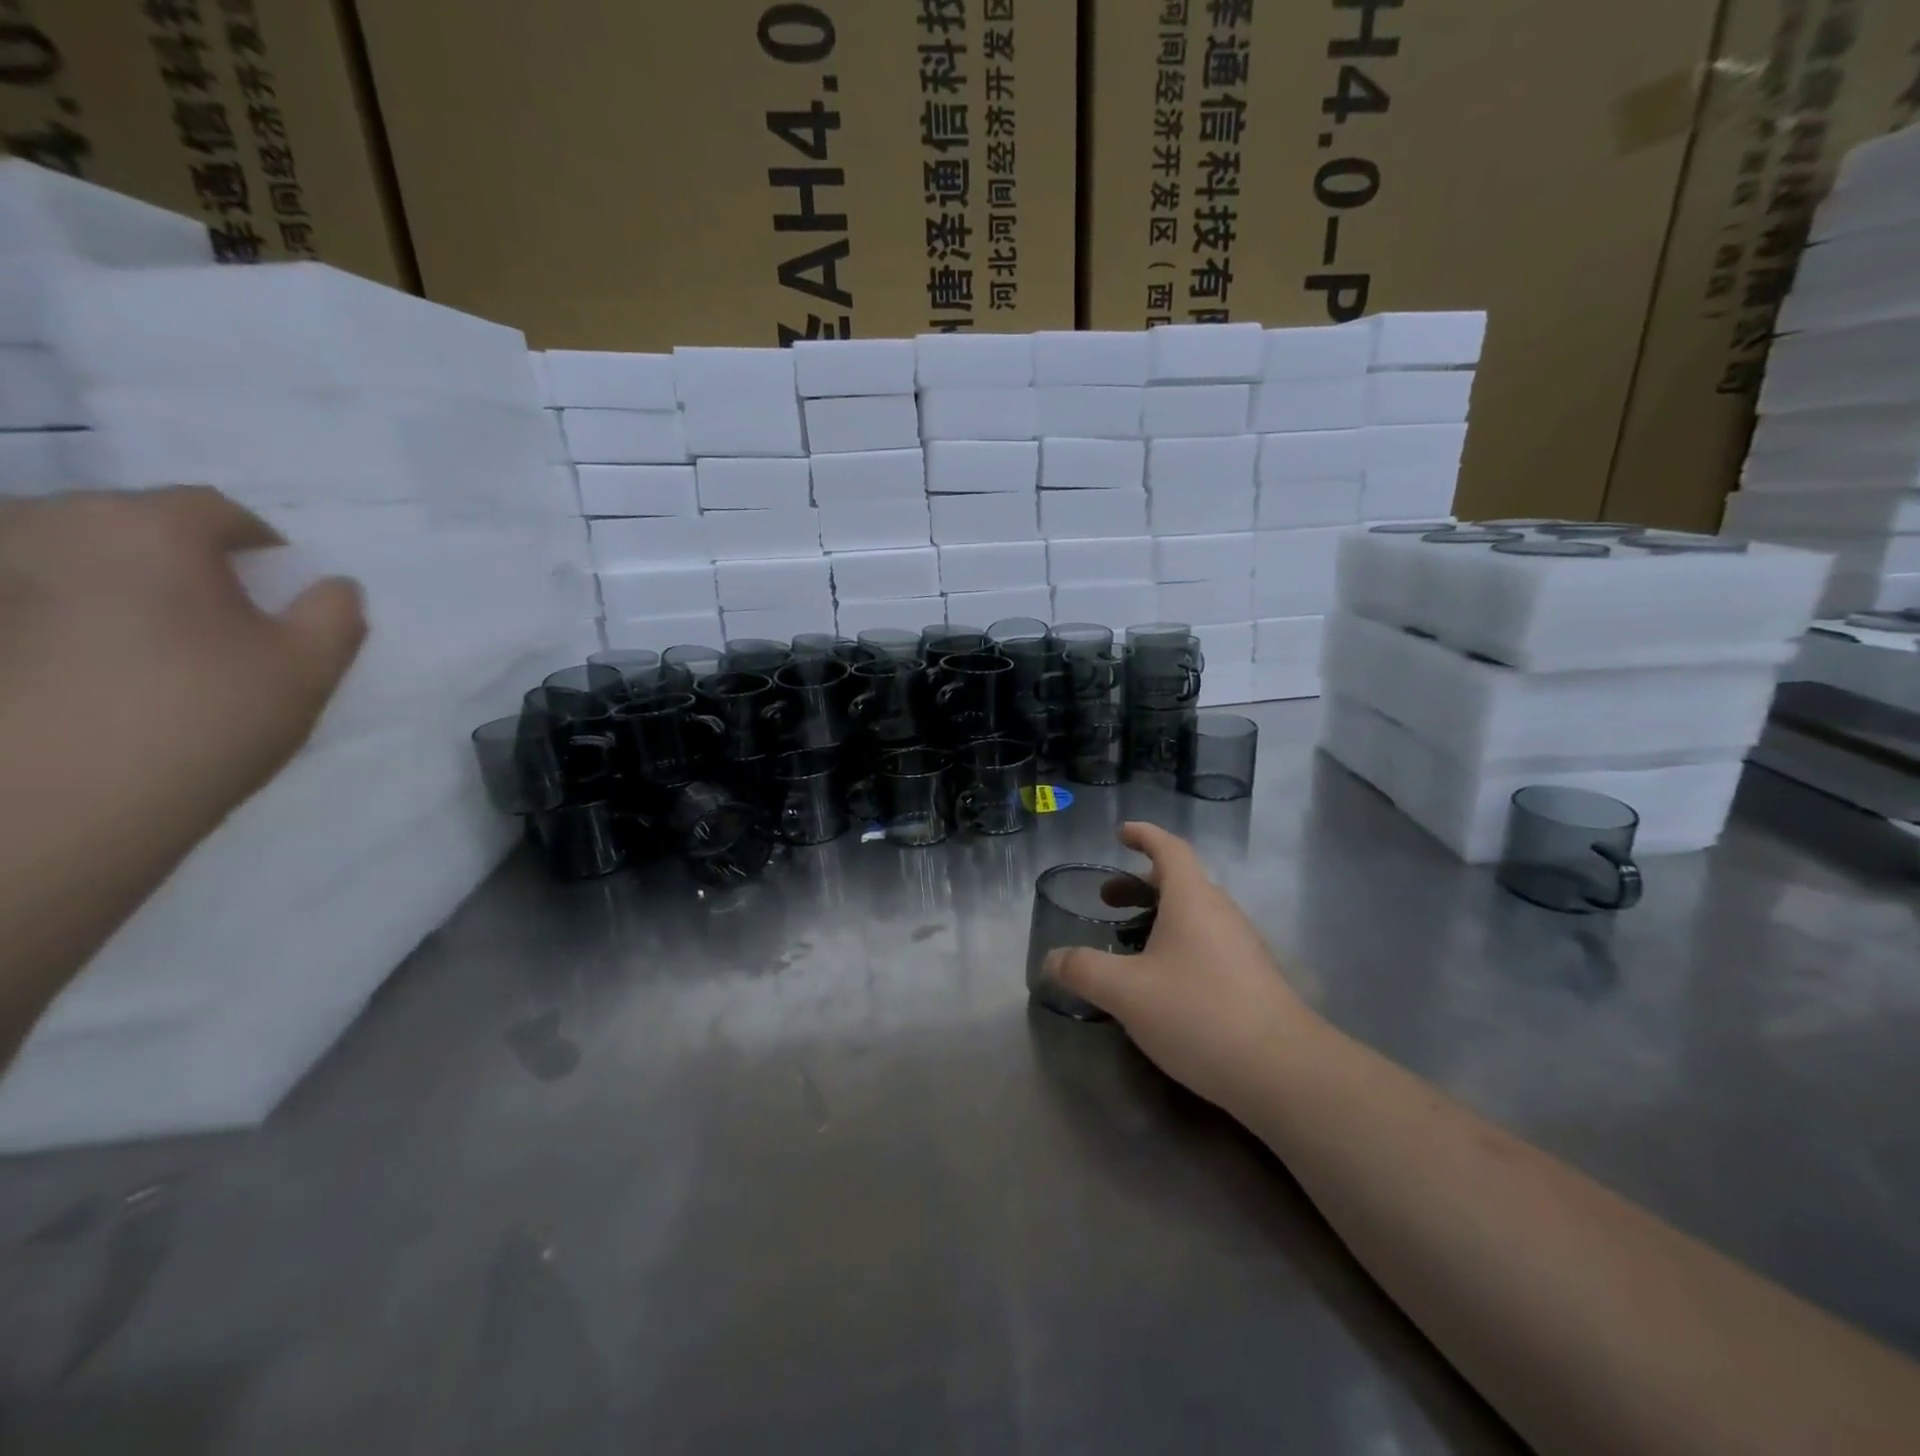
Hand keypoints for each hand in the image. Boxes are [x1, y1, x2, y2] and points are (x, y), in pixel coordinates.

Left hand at [0, 487, 364, 831]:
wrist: (57, 804)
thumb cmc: (203, 717)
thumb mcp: (308, 668)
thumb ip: (335, 614)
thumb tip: (336, 586)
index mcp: (147, 526)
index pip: (217, 511)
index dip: (259, 543)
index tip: (277, 583)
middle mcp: (49, 526)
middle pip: (133, 524)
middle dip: (178, 559)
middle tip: (213, 614)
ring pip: (70, 557)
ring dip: (111, 583)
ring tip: (142, 641)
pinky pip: (27, 598)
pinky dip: (58, 616)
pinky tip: (84, 667)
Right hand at [1045, 821, 1316, 1114]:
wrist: (1284, 1071)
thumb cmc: (1199, 1013)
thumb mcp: (1127, 992)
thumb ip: (1083, 970)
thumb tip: (1050, 959)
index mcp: (1192, 899)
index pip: (1169, 848)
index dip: (1144, 835)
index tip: (1121, 832)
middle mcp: (1220, 912)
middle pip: (1179, 881)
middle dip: (1139, 884)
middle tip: (1107, 901)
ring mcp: (1242, 946)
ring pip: (1194, 914)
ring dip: (1158, 916)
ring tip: (1129, 943)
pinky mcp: (1253, 978)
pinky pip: (1207, 942)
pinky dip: (1177, 943)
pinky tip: (1163, 982)